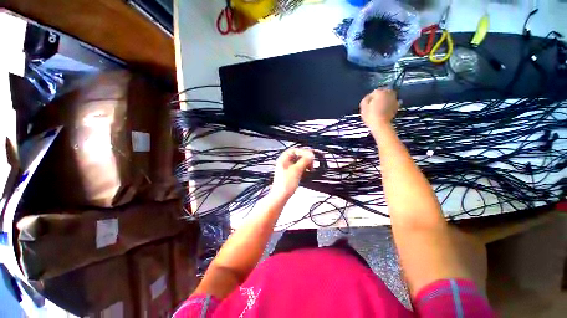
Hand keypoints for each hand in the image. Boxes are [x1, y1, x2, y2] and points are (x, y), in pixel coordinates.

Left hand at [270, 148, 314, 200]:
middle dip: (305, 159)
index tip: (311, 156)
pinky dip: (304, 169)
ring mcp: (287, 168)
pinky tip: (307, 173)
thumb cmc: (285, 184)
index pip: (294, 150)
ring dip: (305, 164)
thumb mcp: (296, 170)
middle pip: (297, 156)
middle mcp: (285, 162)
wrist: (281, 196)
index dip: (303, 152)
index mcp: (283, 159)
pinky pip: (298, 169)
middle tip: (312, 163)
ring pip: (299, 163)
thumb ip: (304, 161)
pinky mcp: (290, 174)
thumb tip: (311, 155)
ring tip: (310, 169)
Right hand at [360, 89, 398, 129]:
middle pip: (383, 92)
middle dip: (379, 96)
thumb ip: (365, 99)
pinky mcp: (396, 106)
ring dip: (385, 99)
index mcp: (379, 92)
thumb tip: (368, 97)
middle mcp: (388, 94)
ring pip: (389, 97)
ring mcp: (394, 100)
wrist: (380, 125)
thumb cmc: (370, 116)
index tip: (367, 102)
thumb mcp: (363, 107)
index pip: (374, 91)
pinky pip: (392, 103)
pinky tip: (384, 109)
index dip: (370, 97)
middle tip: (374, 103)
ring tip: (379, 106)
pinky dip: (389, 104)